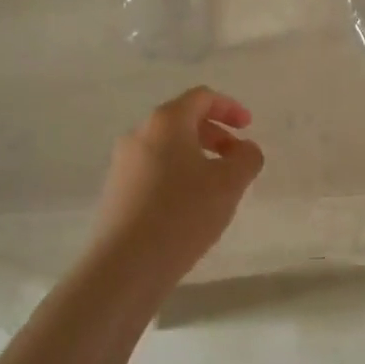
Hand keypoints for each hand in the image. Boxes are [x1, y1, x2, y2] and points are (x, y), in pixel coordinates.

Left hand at [93, 87, 264, 281]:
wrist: (124, 266)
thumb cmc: (182, 214)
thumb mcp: (230, 183)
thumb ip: (247, 158)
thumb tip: (245, 149)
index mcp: (166, 122)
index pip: (201, 97)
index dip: (229, 107)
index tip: (248, 127)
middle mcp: (139, 134)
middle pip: (183, 120)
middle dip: (215, 134)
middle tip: (236, 158)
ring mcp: (122, 163)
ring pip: (167, 147)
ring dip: (197, 157)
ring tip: (217, 187)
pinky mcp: (116, 192)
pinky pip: (153, 170)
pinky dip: (178, 175)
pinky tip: (190, 207)